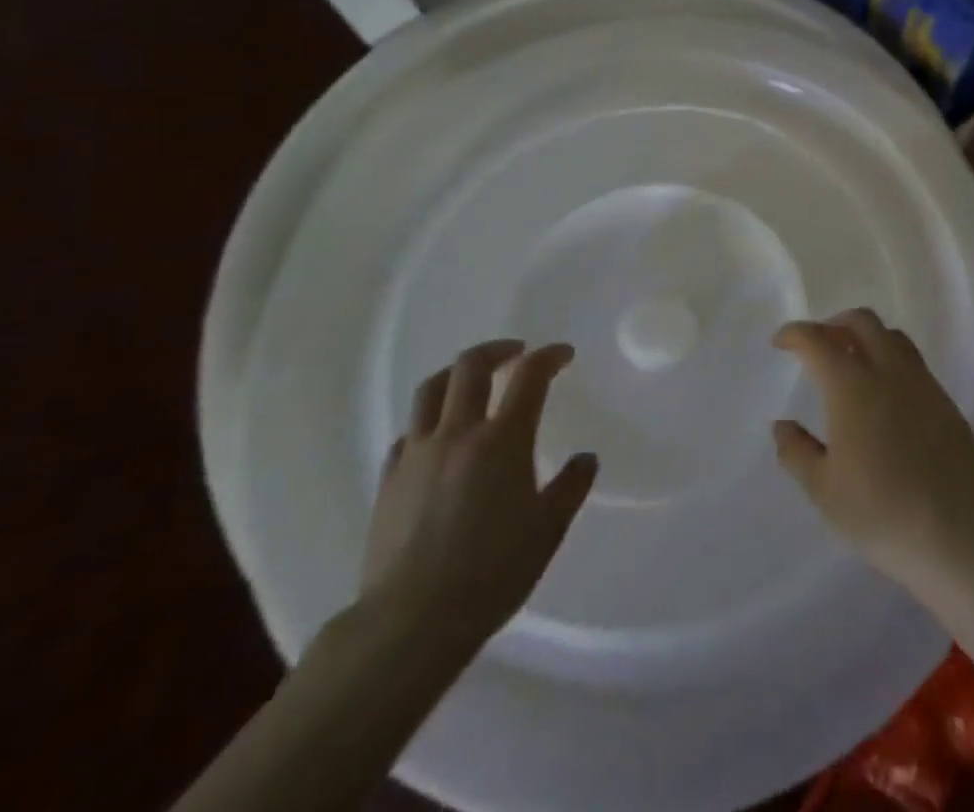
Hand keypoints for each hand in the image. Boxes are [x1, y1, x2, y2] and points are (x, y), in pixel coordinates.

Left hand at [360, 341, 596, 646]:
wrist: (410, 622)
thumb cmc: (492, 572)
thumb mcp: (548, 530)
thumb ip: (571, 487)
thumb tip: (585, 460)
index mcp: (502, 439)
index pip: (529, 376)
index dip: (549, 357)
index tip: (563, 354)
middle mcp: (458, 434)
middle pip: (471, 367)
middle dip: (497, 350)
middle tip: (517, 353)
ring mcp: (417, 455)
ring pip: (430, 391)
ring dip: (456, 374)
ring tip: (472, 379)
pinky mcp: (388, 481)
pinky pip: (408, 434)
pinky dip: (428, 422)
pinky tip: (437, 438)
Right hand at [771, 310, 973, 593]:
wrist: (961, 536)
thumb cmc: (882, 513)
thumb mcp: (824, 491)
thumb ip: (797, 452)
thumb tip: (782, 425)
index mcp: (852, 386)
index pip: (818, 340)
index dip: (795, 333)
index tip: (780, 342)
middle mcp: (889, 371)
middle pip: (861, 321)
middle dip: (833, 323)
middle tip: (816, 345)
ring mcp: (923, 383)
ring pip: (892, 336)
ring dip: (866, 335)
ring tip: (851, 362)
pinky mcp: (946, 402)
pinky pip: (913, 361)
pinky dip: (890, 358)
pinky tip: (885, 393)